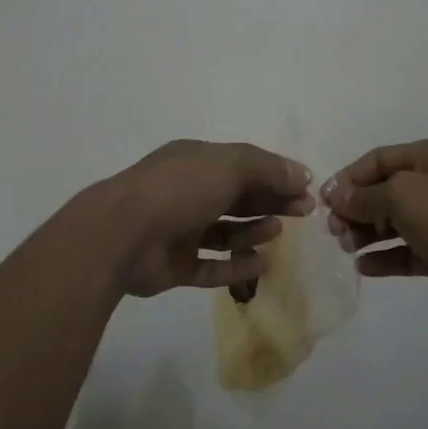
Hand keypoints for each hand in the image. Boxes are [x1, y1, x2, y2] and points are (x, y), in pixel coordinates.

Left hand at [102, 139, 315, 297]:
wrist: (122, 234)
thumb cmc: (180, 188)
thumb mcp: (230, 165)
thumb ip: (268, 168)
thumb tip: (302, 174)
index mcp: (197, 162)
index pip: (244, 165)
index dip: (276, 176)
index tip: (306, 189)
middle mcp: (188, 192)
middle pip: (238, 198)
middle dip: (271, 202)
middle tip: (303, 212)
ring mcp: (179, 230)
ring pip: (225, 233)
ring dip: (253, 232)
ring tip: (274, 233)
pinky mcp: (174, 266)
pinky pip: (211, 267)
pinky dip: (236, 267)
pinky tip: (262, 264)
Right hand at [322, 137, 427, 319]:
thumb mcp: (404, 196)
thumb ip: (365, 196)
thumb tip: (334, 194)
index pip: (379, 159)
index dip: (349, 178)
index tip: (325, 202)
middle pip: (384, 190)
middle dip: (356, 208)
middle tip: (334, 231)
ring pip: (395, 222)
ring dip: (367, 233)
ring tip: (346, 248)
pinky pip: (408, 250)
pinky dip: (386, 256)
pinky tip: (364, 267)